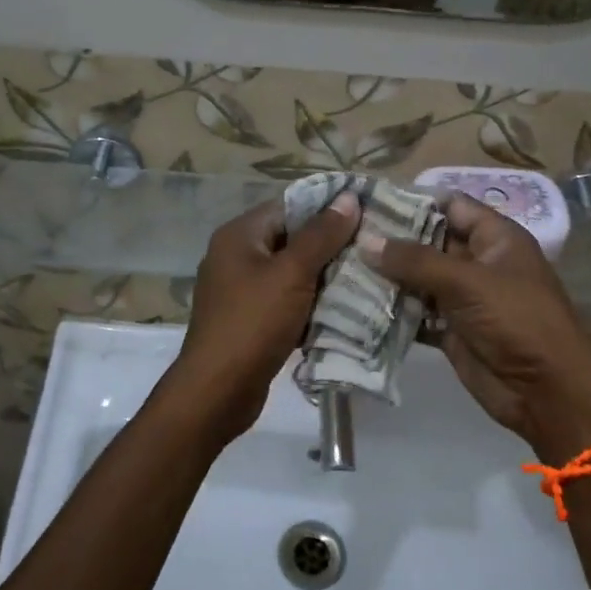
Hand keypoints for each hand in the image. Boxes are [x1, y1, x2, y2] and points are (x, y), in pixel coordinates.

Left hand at [164, 190, 361, 440]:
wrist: (217, 391)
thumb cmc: (253, 323)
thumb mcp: (292, 273)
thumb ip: (321, 235)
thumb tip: (348, 198)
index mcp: (239, 235)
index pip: (289, 206)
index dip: (327, 208)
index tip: (367, 213)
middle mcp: (236, 256)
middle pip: (291, 239)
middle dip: (330, 245)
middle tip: (373, 248)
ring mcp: (241, 290)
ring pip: (291, 273)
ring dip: (324, 278)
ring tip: (366, 277)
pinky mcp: (250, 320)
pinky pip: (286, 301)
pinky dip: (310, 304)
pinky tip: (342, 310)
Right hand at [360, 192, 590, 462]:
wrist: (546, 392)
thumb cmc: (516, 320)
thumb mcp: (467, 282)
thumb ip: (414, 260)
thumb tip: (365, 240)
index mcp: (495, 238)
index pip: (450, 206)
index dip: (413, 201)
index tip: (369, 201)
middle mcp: (478, 262)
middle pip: (428, 242)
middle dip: (390, 240)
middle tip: (344, 234)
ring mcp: (464, 298)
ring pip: (418, 279)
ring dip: (386, 277)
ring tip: (340, 266)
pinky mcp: (451, 330)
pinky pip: (416, 312)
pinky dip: (392, 309)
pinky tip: (356, 304)